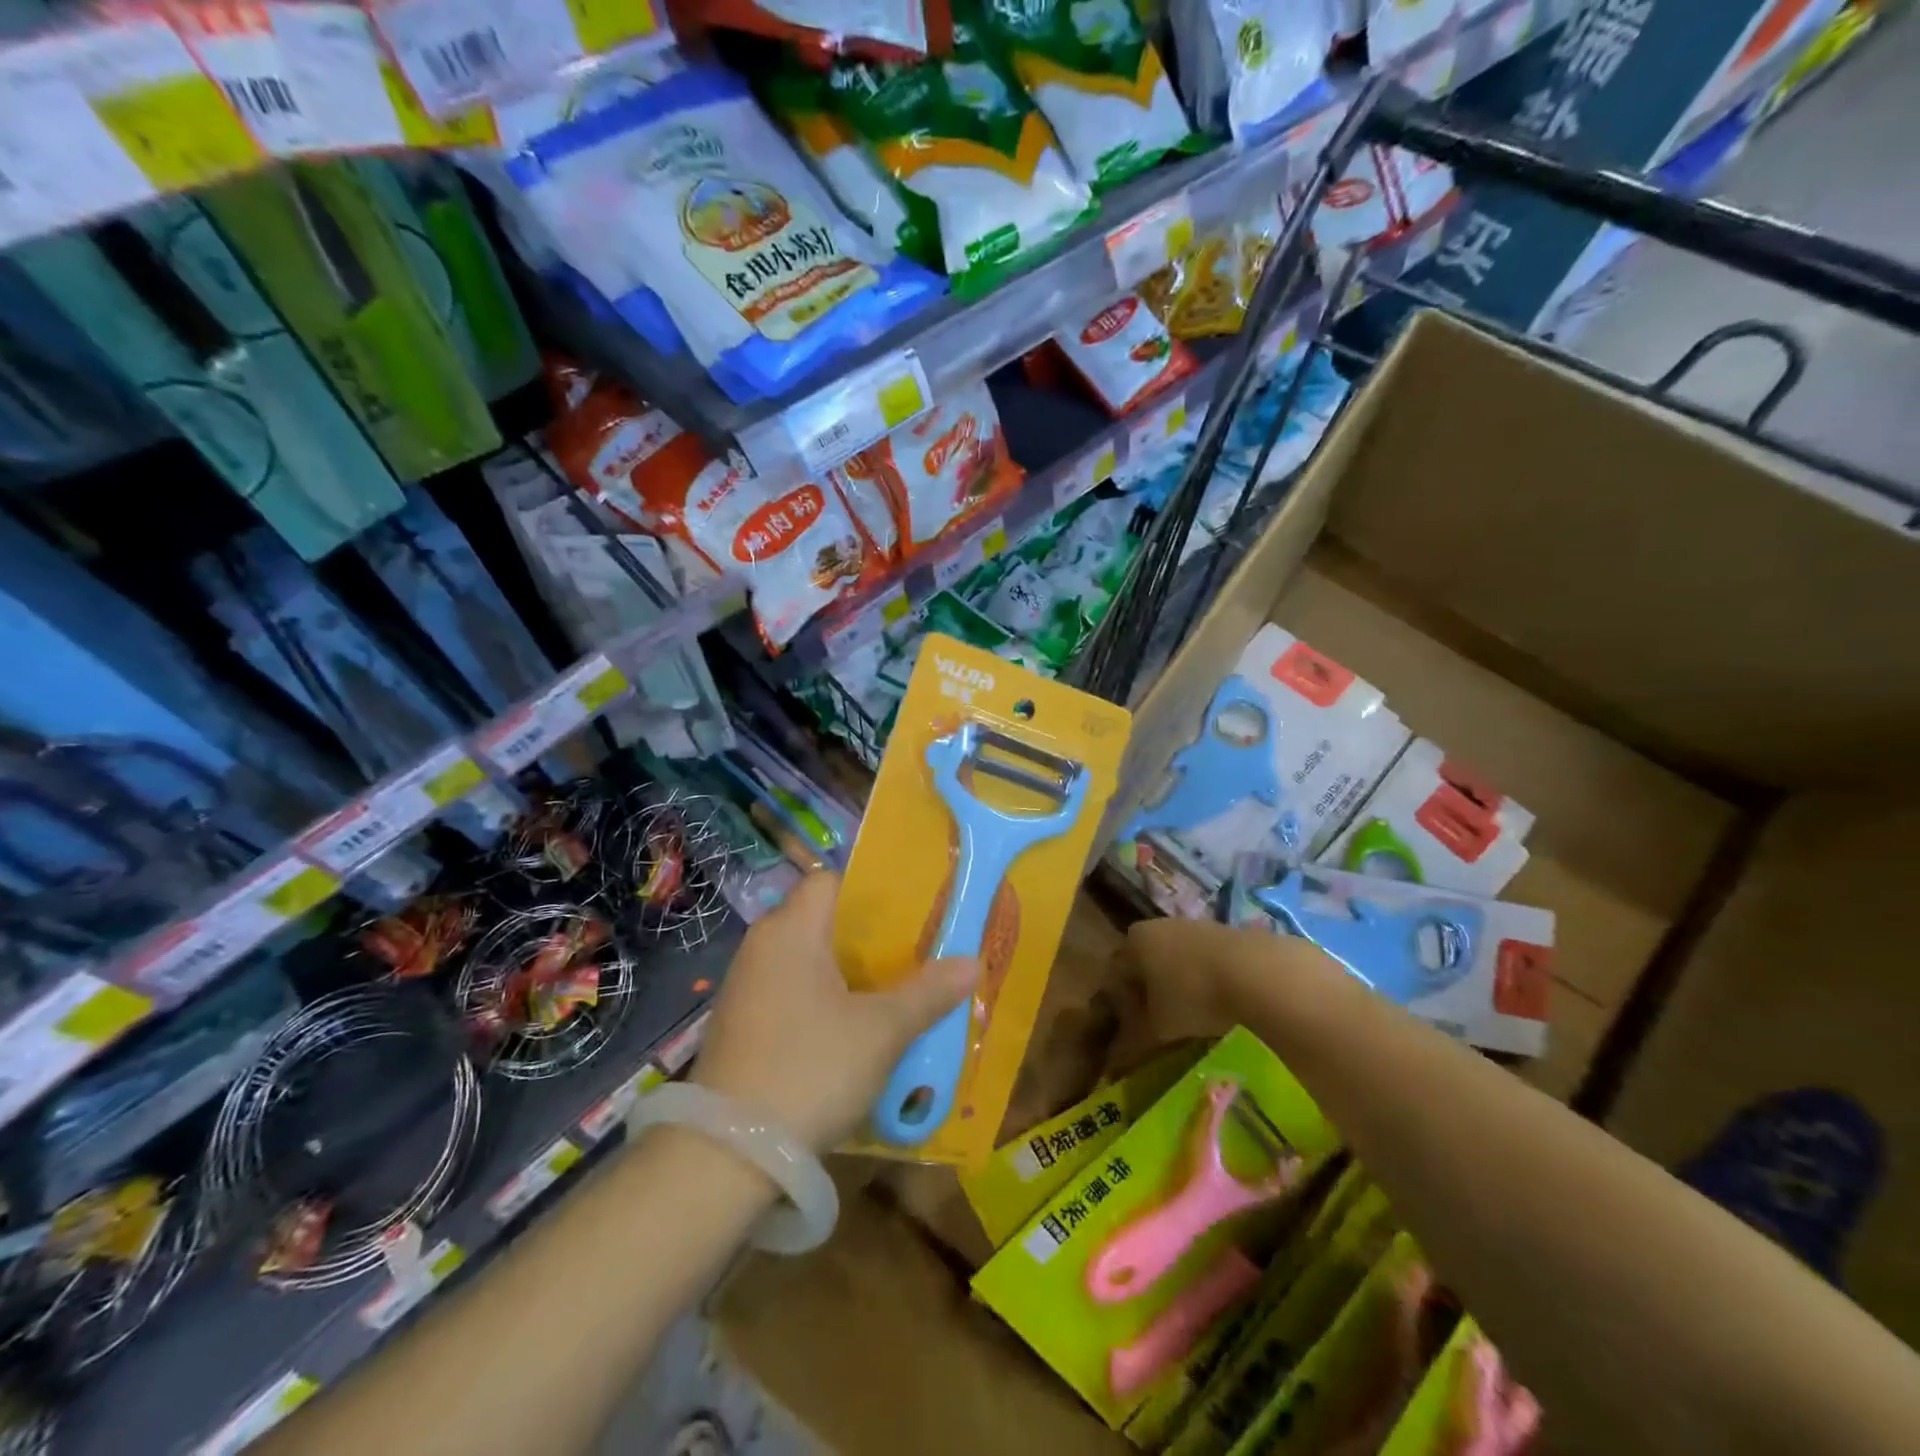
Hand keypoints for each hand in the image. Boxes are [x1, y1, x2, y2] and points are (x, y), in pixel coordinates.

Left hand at [690, 871, 977, 1150]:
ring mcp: (744, 988)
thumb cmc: (811, 1068)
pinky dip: (818, 1001)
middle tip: (911, 955)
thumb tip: (973, 962)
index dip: (868, 890)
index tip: (907, 914)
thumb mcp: (881, 1032)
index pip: (829, 880)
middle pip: (819, 920)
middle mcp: (761, 946)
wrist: (728, 1155)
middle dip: (865, 937)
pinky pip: (787, 993)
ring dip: (843, 973)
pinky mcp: (738, 1026)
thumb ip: (927, 992)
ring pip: (804, 960)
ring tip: (889, 993)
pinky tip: (847, 1032)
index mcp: (791, 929)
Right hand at [1110, 916, 1333, 1068]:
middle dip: (1150, 995)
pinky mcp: (1230, 934)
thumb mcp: (1157, 1028)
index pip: (1116, 974)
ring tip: (1194, 1022)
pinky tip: (1221, 1008)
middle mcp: (1161, 925)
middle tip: (1160, 1028)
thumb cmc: (1193, 997)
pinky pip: (1208, 963)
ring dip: (1181, 989)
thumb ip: (1132, 1042)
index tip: (1131, 1033)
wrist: (1259, 974)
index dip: (1120, 1007)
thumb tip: (1115, 1061)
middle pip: (1147, 965)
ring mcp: (1197, 926)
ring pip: (1179, 962)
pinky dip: (1209, 983)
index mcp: (1135, 941)